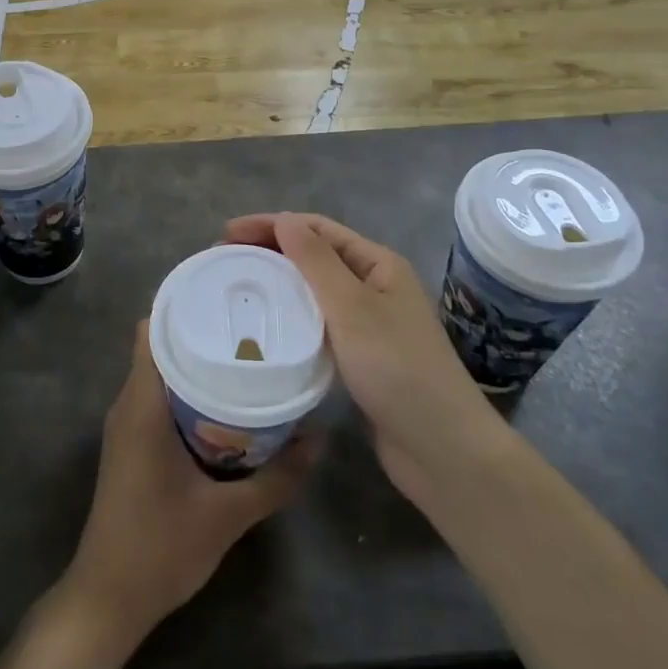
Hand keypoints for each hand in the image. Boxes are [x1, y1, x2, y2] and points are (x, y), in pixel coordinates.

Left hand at [59, 323, 313, 646]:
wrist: (108, 599)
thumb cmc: (160, 548)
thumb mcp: (228, 515)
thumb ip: (277, 478)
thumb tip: (318, 439)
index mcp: (142, 404)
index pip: (154, 328)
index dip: (185, 304)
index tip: (227, 296)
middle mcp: (129, 403)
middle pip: (160, 345)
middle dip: (201, 331)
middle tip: (251, 326)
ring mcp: (126, 425)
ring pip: (159, 372)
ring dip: (195, 362)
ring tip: (244, 356)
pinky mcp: (131, 444)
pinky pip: (158, 397)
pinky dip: (187, 389)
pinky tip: (224, 403)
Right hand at [223, 214, 505, 510]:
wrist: (442, 449)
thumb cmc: (398, 368)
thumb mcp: (352, 307)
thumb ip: (316, 261)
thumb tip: (284, 219)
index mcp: (378, 264)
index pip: (316, 229)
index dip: (271, 224)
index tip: (226, 234)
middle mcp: (374, 286)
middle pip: (314, 256)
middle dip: (270, 251)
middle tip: (225, 260)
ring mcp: (369, 323)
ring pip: (314, 291)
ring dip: (279, 283)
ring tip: (238, 288)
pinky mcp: (360, 357)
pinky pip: (318, 324)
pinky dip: (291, 318)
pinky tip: (268, 328)